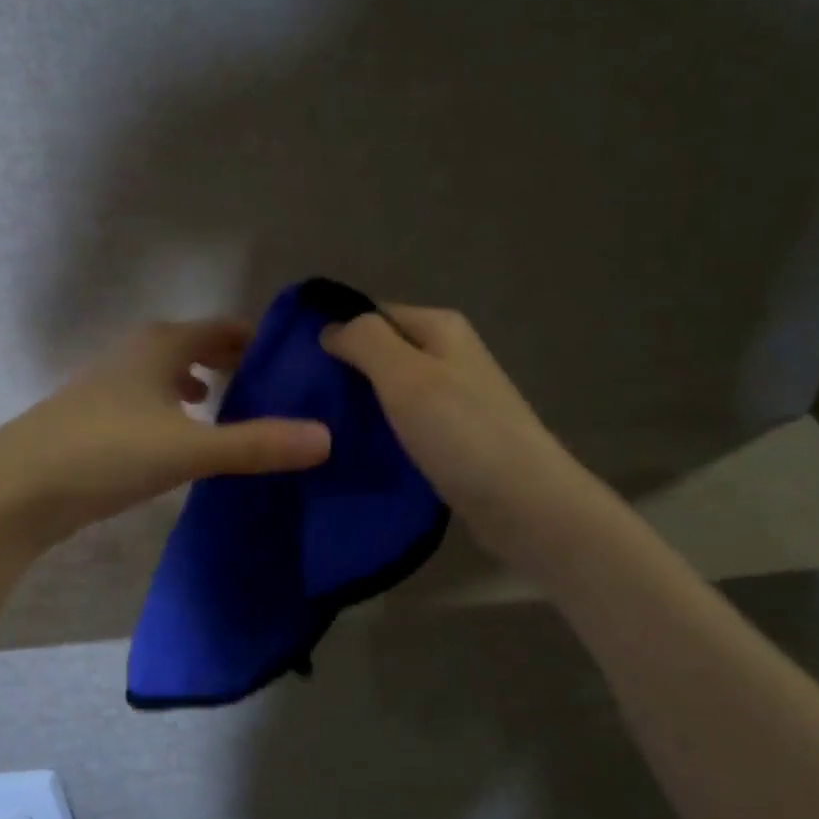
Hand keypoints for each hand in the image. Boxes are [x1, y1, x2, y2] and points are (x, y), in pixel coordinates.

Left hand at [0, 319, 332, 552]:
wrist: (14, 489)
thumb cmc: (105, 453)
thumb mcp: (188, 449)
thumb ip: (256, 444)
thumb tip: (326, 438)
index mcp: (159, 346)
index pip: (221, 329)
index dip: (256, 340)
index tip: (292, 359)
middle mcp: (132, 356)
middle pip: (192, 347)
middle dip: (230, 362)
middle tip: (271, 386)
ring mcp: (106, 388)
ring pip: (165, 376)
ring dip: (197, 386)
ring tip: (230, 407)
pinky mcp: (91, 422)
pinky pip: (146, 404)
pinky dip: (171, 412)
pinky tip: (177, 440)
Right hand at [321, 306, 584, 560]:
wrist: (523, 504)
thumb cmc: (461, 432)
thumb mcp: (405, 375)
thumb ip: (365, 341)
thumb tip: (330, 328)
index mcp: (440, 329)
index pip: (372, 314)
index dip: (335, 333)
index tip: (295, 366)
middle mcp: (448, 356)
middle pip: (381, 353)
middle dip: (343, 373)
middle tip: (300, 403)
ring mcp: (453, 399)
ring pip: (390, 392)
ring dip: (359, 407)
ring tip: (317, 429)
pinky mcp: (452, 438)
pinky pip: (403, 424)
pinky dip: (379, 433)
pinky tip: (353, 451)